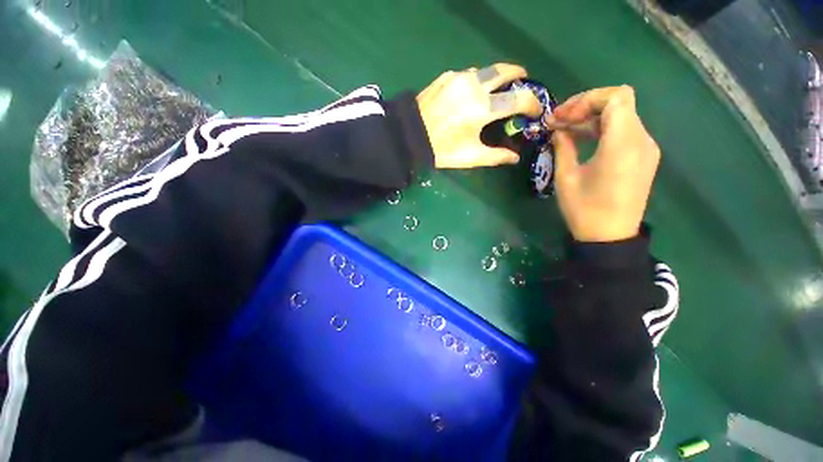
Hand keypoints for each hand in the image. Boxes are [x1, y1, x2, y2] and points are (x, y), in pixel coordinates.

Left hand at [417, 63, 541, 167]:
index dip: (532, 104)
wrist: (409, 137)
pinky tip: (472, 93)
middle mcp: (474, 86)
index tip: (534, 110)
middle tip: (523, 82)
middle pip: (506, 71)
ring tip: (497, 89)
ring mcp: (459, 78)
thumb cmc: (442, 150)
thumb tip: (516, 157)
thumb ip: (496, 156)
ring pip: (487, 71)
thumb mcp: (470, 157)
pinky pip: (469, 74)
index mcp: (483, 109)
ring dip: (497, 78)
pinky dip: (477, 81)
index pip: (519, 98)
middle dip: (520, 75)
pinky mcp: (446, 77)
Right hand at [546, 86, 660, 242]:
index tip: (562, 116)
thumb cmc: (585, 210)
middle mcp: (642, 140)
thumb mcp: (566, 178)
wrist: (610, 238)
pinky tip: (582, 140)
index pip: (616, 98)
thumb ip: (563, 147)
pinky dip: (602, 130)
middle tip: (558, 122)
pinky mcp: (643, 157)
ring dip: (592, 118)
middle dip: (585, 107)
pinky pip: (624, 131)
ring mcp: (646, 149)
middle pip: (619, 103)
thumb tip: (558, 129)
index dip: (587, 99)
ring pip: (621, 116)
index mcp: (623, 145)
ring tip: (565, 131)